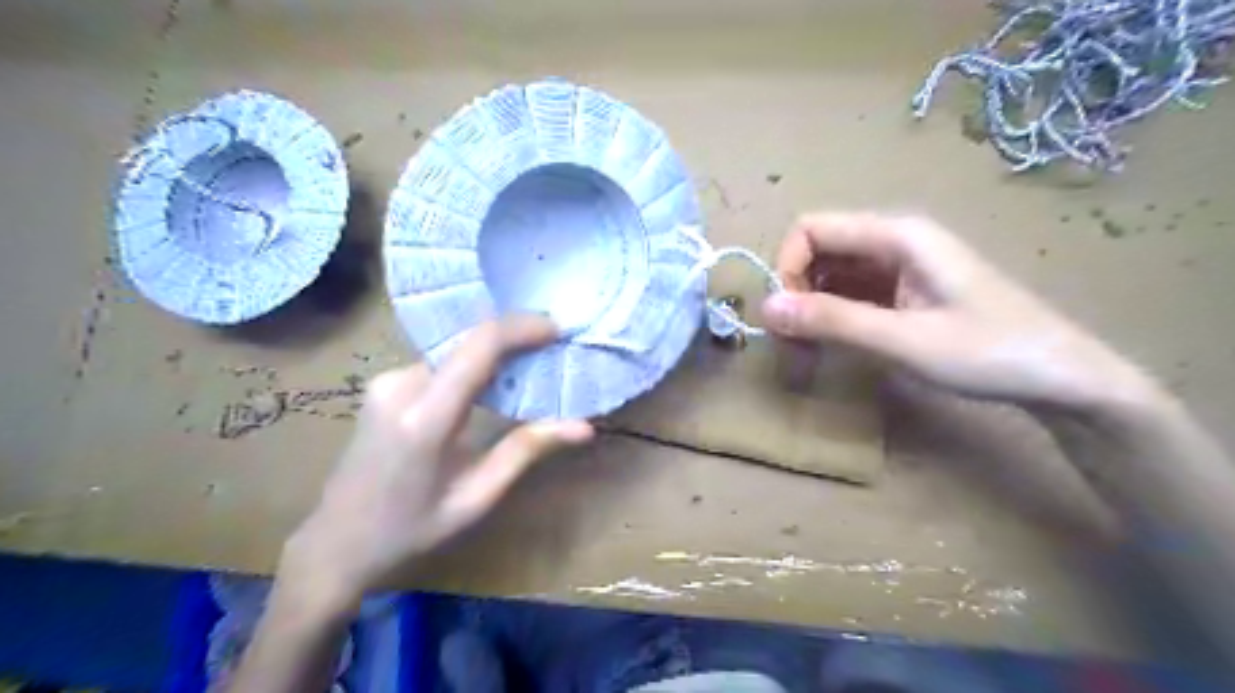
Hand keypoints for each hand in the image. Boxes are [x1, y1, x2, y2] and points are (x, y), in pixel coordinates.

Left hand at [279, 316, 592, 608]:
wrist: (335, 543)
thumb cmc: (410, 531)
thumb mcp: (475, 498)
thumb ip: (526, 452)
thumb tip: (583, 427)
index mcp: (425, 419)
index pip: (478, 348)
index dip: (521, 328)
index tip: (557, 329)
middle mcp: (401, 387)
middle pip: (467, 342)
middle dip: (514, 337)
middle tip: (552, 347)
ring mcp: (386, 382)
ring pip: (454, 349)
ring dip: (493, 351)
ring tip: (530, 364)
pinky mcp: (383, 385)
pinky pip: (439, 362)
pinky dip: (471, 364)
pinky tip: (492, 382)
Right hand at [763, 212, 1158, 412]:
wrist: (1062, 378)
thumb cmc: (989, 354)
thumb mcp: (903, 341)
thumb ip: (832, 321)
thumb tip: (765, 308)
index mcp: (897, 234)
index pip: (811, 228)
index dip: (787, 268)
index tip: (787, 317)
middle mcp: (894, 239)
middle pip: (819, 248)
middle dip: (795, 290)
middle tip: (794, 341)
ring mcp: (901, 264)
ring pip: (831, 272)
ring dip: (811, 306)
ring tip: (810, 349)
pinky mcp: (904, 289)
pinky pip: (852, 291)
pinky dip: (833, 315)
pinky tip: (835, 344)